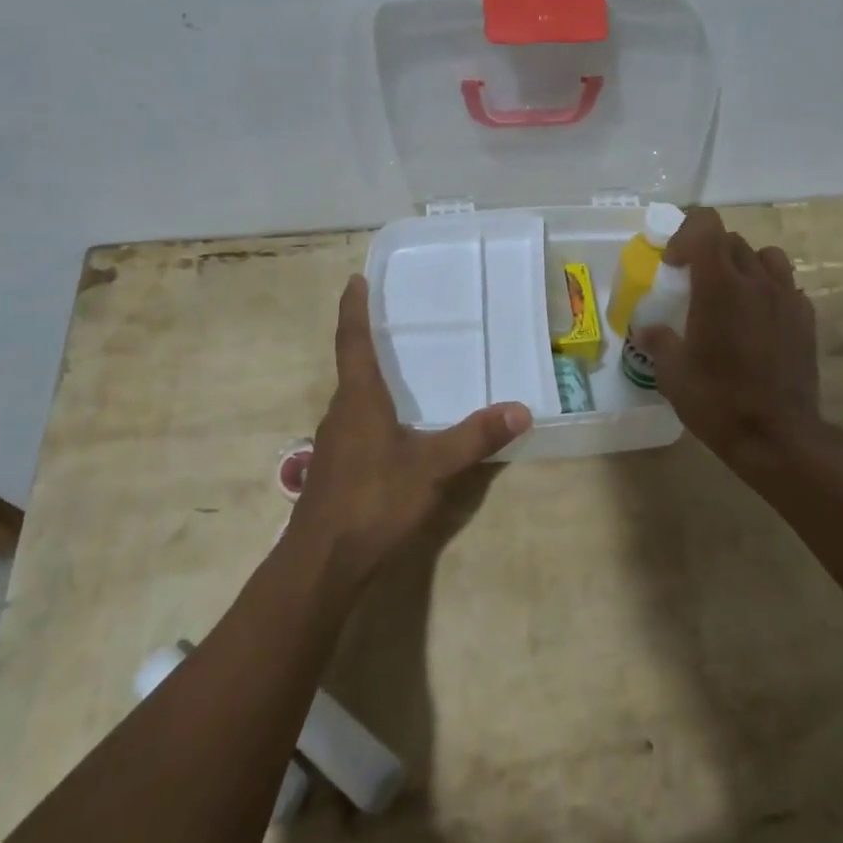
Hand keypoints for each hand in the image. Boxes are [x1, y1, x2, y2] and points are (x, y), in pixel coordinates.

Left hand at [288, 276, 531, 589]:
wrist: (322, 563)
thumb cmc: (373, 501)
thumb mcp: (432, 467)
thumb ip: (475, 438)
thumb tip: (521, 409)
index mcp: (359, 399)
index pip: (352, 341)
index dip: (353, 309)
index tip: (353, 280)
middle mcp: (341, 412)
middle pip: (351, 367)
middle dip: (367, 341)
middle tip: (391, 320)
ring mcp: (334, 443)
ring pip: (353, 399)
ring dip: (370, 379)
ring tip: (400, 370)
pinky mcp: (335, 468)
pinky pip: (356, 424)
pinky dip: (373, 411)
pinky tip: (395, 429)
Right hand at [639, 209, 842, 473]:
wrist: (779, 436)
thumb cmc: (719, 402)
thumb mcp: (673, 375)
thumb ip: (659, 342)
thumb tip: (649, 330)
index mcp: (720, 286)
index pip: (706, 225)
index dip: (684, 235)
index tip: (673, 266)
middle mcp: (756, 281)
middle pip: (731, 240)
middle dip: (708, 252)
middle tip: (693, 285)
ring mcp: (787, 297)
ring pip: (765, 255)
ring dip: (743, 264)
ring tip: (731, 294)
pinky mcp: (806, 317)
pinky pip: (785, 284)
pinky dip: (767, 289)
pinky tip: (757, 320)